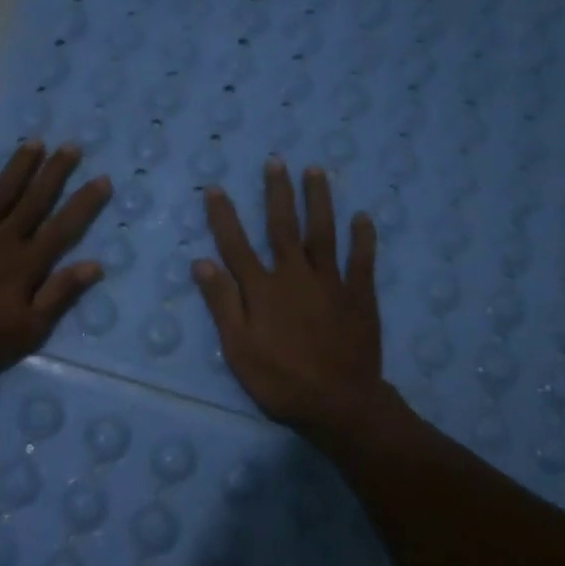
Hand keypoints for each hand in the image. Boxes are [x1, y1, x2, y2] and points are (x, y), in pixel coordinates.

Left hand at [0, 140, 111, 380]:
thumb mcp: (27, 331)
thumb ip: (58, 295)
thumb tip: (94, 265)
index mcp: (26, 264)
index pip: (63, 227)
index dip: (84, 203)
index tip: (102, 179)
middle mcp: (3, 239)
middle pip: (34, 200)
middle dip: (55, 172)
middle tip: (71, 145)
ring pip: (1, 192)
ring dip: (19, 166)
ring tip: (36, 142)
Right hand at [193, 158, 387, 436]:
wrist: (338, 403)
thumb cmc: (280, 380)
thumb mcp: (239, 348)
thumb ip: (222, 303)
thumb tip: (201, 262)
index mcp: (263, 289)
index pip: (236, 245)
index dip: (224, 216)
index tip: (216, 188)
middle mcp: (295, 275)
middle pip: (283, 227)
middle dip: (277, 193)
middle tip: (276, 161)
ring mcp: (331, 282)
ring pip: (324, 233)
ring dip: (319, 200)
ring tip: (316, 171)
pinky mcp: (359, 296)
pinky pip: (362, 261)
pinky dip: (363, 238)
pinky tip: (363, 217)